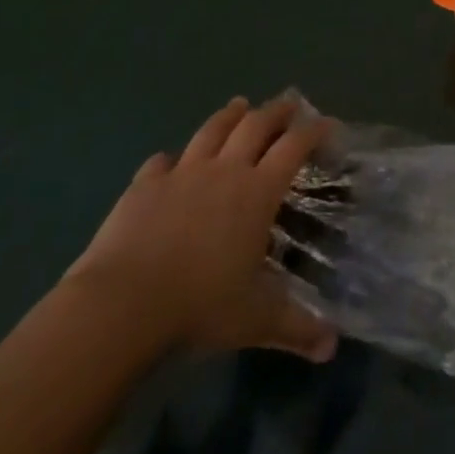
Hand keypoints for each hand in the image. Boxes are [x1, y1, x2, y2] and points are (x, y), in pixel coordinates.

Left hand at [66, 96, 336, 361]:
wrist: (121, 305)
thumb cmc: (199, 306)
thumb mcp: (256, 320)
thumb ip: (297, 328)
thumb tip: (333, 348)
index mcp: (257, 191)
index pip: (294, 146)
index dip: (314, 131)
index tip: (326, 124)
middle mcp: (225, 171)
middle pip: (256, 124)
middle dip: (276, 111)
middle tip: (288, 105)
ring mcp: (181, 173)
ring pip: (211, 130)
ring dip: (229, 115)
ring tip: (239, 105)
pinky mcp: (143, 186)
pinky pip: (160, 162)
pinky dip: (171, 159)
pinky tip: (171, 162)